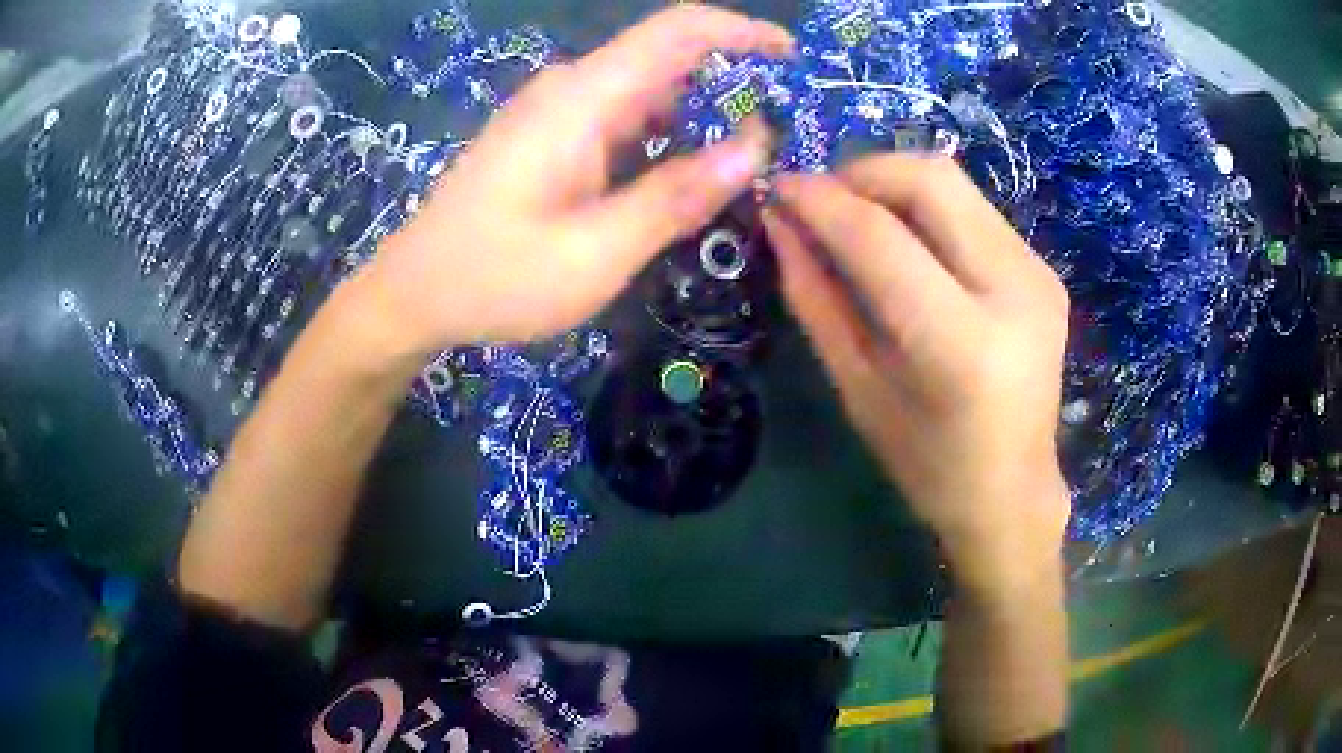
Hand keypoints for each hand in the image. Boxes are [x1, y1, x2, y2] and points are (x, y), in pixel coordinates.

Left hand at [352, 6, 792, 356]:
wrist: (411, 293)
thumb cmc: (495, 278)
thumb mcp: (597, 252)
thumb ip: (677, 195)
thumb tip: (754, 147)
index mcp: (583, 100)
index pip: (678, 30)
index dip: (741, 32)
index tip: (791, 59)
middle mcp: (569, 88)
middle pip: (667, 56)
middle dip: (731, 82)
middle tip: (778, 137)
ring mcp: (554, 109)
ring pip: (646, 88)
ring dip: (698, 113)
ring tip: (741, 162)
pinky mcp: (546, 133)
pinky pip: (621, 114)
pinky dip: (663, 133)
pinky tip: (680, 173)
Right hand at [765, 155, 1072, 593]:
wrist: (1012, 491)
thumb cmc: (926, 463)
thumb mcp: (858, 388)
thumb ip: (816, 298)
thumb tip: (780, 222)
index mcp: (962, 345)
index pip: (880, 237)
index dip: (820, 200)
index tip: (778, 189)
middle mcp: (1015, 293)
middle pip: (929, 180)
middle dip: (861, 173)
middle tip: (821, 200)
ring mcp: (1039, 275)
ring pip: (954, 182)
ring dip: (892, 184)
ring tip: (857, 218)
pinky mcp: (1045, 270)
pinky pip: (974, 209)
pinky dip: (926, 208)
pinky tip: (907, 243)